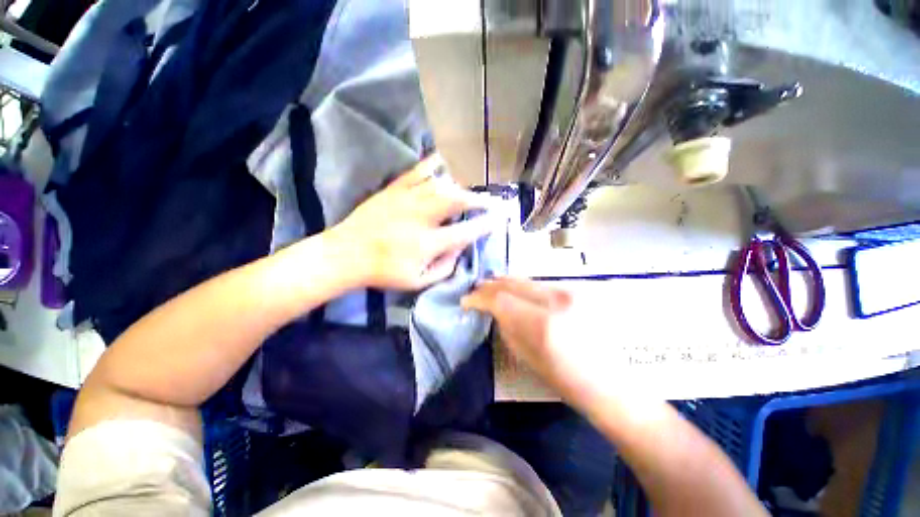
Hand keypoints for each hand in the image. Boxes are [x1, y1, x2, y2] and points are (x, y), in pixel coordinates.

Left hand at [328, 155, 495, 290]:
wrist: (346, 254)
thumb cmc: (383, 272)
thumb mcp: (416, 283)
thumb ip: (443, 268)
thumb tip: (459, 251)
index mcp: (427, 243)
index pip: (465, 231)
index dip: (485, 225)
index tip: (499, 219)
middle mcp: (421, 217)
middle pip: (457, 200)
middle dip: (478, 199)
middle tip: (491, 200)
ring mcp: (407, 199)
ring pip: (441, 184)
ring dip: (461, 185)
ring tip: (473, 187)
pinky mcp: (394, 189)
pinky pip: (417, 171)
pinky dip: (433, 164)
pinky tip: (445, 161)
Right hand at [462, 278, 620, 410]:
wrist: (610, 382)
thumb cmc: (566, 380)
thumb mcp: (527, 357)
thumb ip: (506, 326)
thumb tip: (492, 309)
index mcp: (543, 324)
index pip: (500, 299)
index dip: (480, 297)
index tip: (467, 301)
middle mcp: (557, 300)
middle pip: (513, 283)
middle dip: (490, 286)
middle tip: (476, 290)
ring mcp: (570, 292)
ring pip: (526, 280)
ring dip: (505, 283)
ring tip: (491, 287)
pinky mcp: (576, 291)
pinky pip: (539, 284)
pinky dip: (522, 286)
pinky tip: (514, 290)